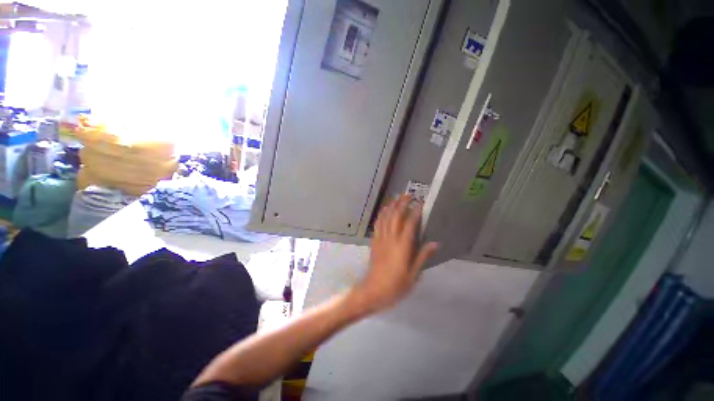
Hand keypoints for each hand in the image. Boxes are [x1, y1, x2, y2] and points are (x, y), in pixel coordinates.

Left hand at [350, 194, 438, 314]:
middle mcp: (391, 239)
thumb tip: (435, 243)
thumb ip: (422, 256)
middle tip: (409, 195)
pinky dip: (381, 215)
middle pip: (396, 216)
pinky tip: (384, 210)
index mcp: (402, 247)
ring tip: (397, 197)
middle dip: (402, 203)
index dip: (415, 212)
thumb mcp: (413, 275)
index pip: (410, 224)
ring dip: (391, 206)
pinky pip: (377, 224)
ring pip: (385, 218)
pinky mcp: (374, 242)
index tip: (421, 203)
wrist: (373, 290)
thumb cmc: (396, 285)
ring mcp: (380, 239)